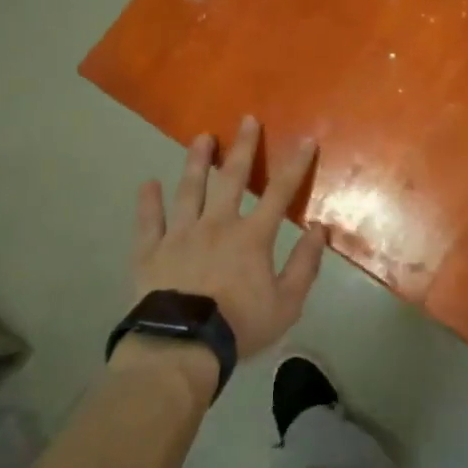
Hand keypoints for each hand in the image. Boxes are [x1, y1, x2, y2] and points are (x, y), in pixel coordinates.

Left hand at [130, 116, 326, 362]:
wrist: (181, 348)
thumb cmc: (239, 326)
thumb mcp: (287, 303)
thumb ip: (305, 264)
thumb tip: (320, 229)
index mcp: (252, 236)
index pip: (279, 192)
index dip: (295, 164)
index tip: (305, 139)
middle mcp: (217, 225)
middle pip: (232, 179)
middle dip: (243, 147)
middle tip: (246, 119)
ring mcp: (180, 235)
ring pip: (189, 190)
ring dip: (196, 162)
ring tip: (200, 137)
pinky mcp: (150, 253)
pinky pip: (148, 223)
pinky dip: (147, 203)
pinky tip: (147, 184)